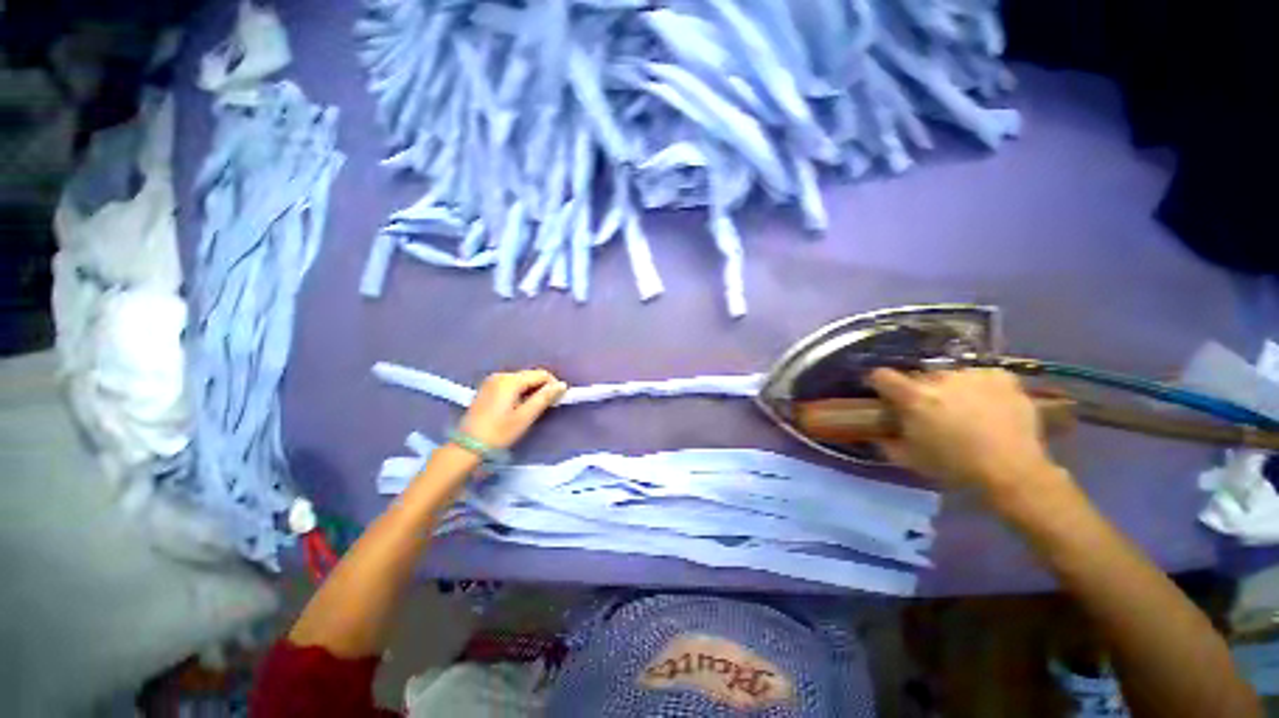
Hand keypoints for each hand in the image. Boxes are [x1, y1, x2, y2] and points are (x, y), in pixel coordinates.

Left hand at [458, 370, 567, 450]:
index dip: (553, 385)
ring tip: (534, 408)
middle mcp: (500, 375)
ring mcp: (491, 381)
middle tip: (547, 406)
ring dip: (532, 390)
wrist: (467, 447)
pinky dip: (520, 392)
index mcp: (510, 380)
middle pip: (530, 376)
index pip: (541, 374)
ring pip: (521, 380)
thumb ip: (545, 398)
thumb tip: (562, 385)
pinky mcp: (487, 389)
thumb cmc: (499, 432)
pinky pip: (510, 385)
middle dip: (542, 388)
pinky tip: (519, 407)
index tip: (557, 401)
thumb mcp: (525, 416)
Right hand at [867, 368, 1067, 499]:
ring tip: (965, 411)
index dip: (879, 383)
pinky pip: (980, 377)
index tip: (883, 393)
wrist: (1013, 472)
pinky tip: (988, 405)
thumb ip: (887, 442)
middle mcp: (940, 379)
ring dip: (951, 390)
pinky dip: (979, 388)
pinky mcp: (1001, 377)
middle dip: (920, 391)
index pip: (882, 376)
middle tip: (931, 412)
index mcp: (914, 397)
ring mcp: (973, 375)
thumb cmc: (955, 467)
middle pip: (919, 377)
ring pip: (951, 377)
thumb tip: (878, 433)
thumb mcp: (910, 459)